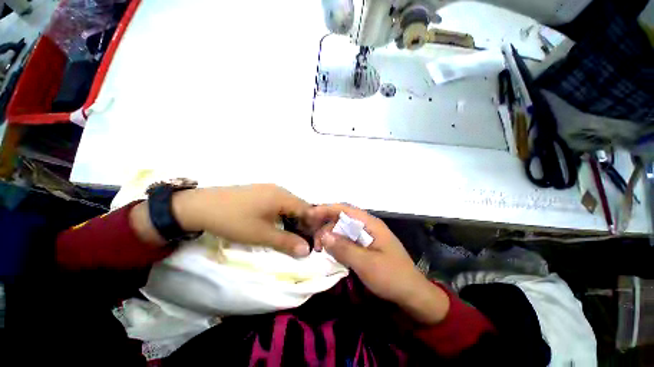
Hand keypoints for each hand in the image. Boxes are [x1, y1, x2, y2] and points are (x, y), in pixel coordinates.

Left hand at [172, 184, 312, 256]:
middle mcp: (280, 190)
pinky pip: (279, 202)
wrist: (200, 206)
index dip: (313, 225)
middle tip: (302, 240)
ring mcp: (269, 189)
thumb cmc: (234, 220)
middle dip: (304, 223)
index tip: (313, 241)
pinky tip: (277, 223)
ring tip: (291, 234)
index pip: (308, 210)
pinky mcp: (261, 192)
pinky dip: (284, 214)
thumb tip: (307, 251)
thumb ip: (286, 242)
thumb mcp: (261, 235)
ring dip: (294, 219)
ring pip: (290, 204)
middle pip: (300, 206)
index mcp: (283, 197)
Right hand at [308, 204, 449, 323]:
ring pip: (342, 229)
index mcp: (370, 224)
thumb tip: (323, 235)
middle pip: (342, 218)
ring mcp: (366, 236)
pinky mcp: (364, 246)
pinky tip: (329, 251)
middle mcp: (367, 226)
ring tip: (318, 248)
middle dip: (325, 226)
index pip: (345, 209)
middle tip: (314, 242)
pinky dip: (336, 243)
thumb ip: (344, 248)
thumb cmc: (392, 277)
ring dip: (329, 236)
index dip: (326, 209)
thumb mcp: (366, 264)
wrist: (412, 294)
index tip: (309, 214)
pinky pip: (346, 240)